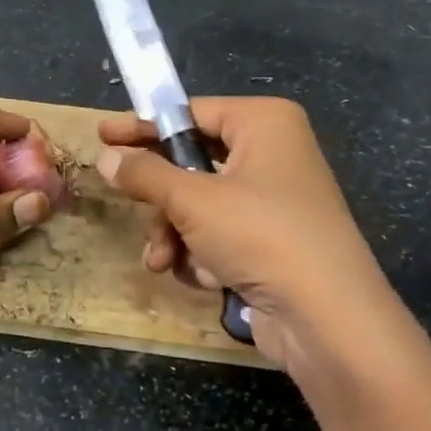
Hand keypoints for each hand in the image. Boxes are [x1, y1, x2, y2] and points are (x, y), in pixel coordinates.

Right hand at [97, 98, 389, 369]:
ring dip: (176, 234)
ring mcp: (276, 200)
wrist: (328, 318)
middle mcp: (273, 153)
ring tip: (162, 261)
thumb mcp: (192, 200)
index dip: (144, 127)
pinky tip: (204, 278)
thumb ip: (144, 174)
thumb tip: (106, 157)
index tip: (103, 136)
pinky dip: (204, 254)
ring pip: (201, 204)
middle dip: (161, 198)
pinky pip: (222, 234)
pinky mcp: (274, 241)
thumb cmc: (260, 235)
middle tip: (128, 203)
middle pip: (193, 163)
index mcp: (264, 123)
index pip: (190, 113)